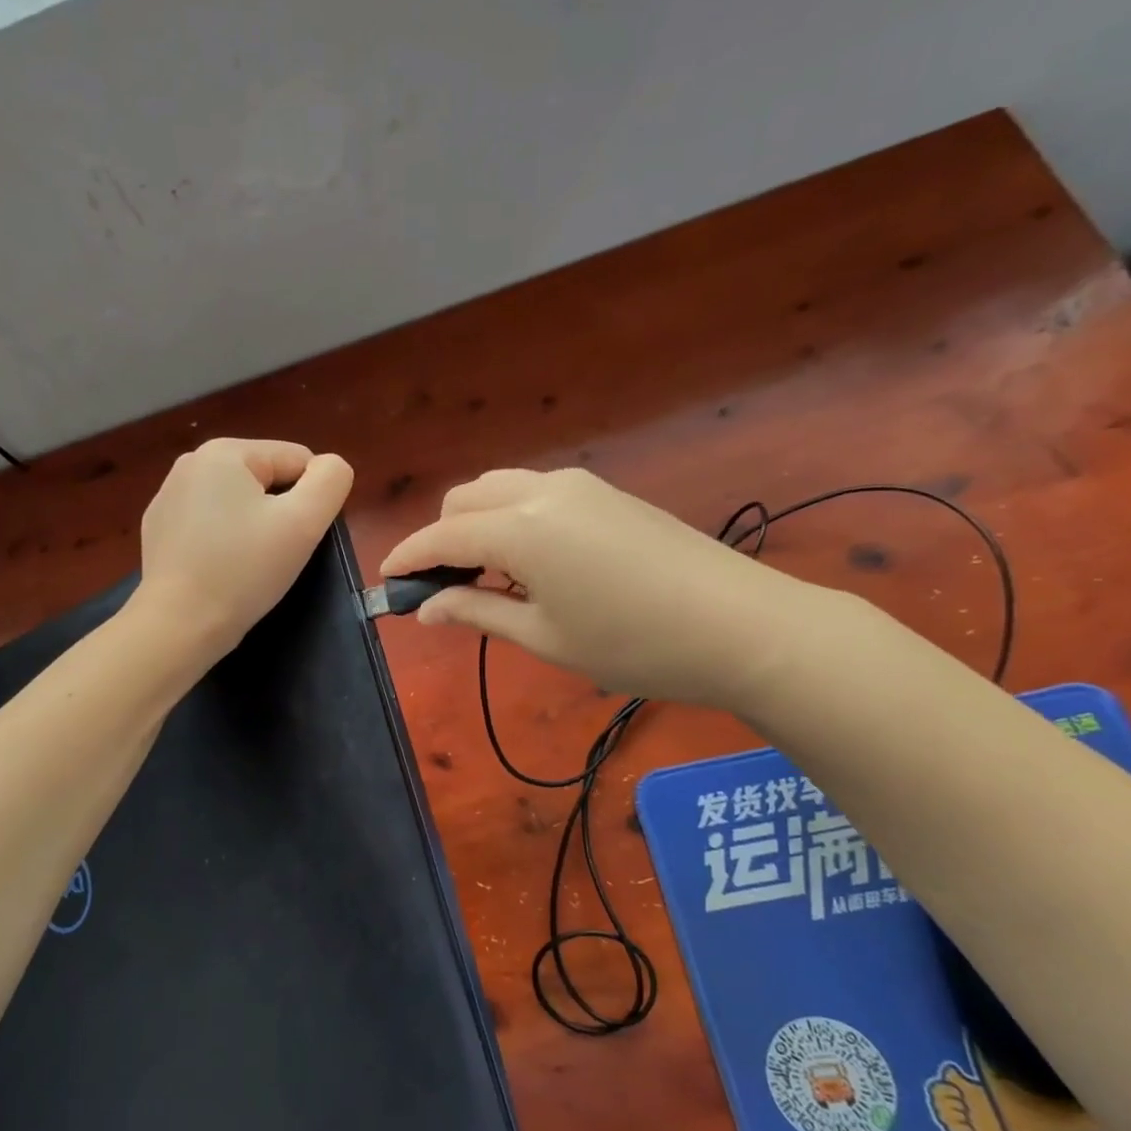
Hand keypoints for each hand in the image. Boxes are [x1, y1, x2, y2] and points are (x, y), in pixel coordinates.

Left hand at [134, 437, 353, 662]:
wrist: (178, 626)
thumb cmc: (243, 571)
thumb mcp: (303, 523)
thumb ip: (330, 481)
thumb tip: (331, 466)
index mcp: (224, 452)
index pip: (297, 460)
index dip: (311, 500)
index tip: (299, 538)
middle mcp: (191, 463)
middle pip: (267, 479)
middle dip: (281, 513)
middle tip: (277, 555)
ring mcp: (169, 497)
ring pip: (239, 503)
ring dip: (254, 527)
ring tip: (249, 566)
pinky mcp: (159, 530)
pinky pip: (210, 524)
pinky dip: (224, 542)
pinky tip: (221, 571)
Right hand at [381, 467, 821, 708]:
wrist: (743, 625)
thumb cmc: (634, 644)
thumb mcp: (545, 638)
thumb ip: (476, 613)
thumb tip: (425, 609)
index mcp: (520, 529)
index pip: (442, 537)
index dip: (409, 559)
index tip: (387, 583)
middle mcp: (542, 492)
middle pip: (464, 500)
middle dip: (442, 539)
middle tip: (446, 591)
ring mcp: (579, 486)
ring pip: (499, 489)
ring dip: (477, 525)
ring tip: (490, 579)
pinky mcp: (606, 491)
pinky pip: (535, 493)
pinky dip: (512, 519)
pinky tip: (532, 563)